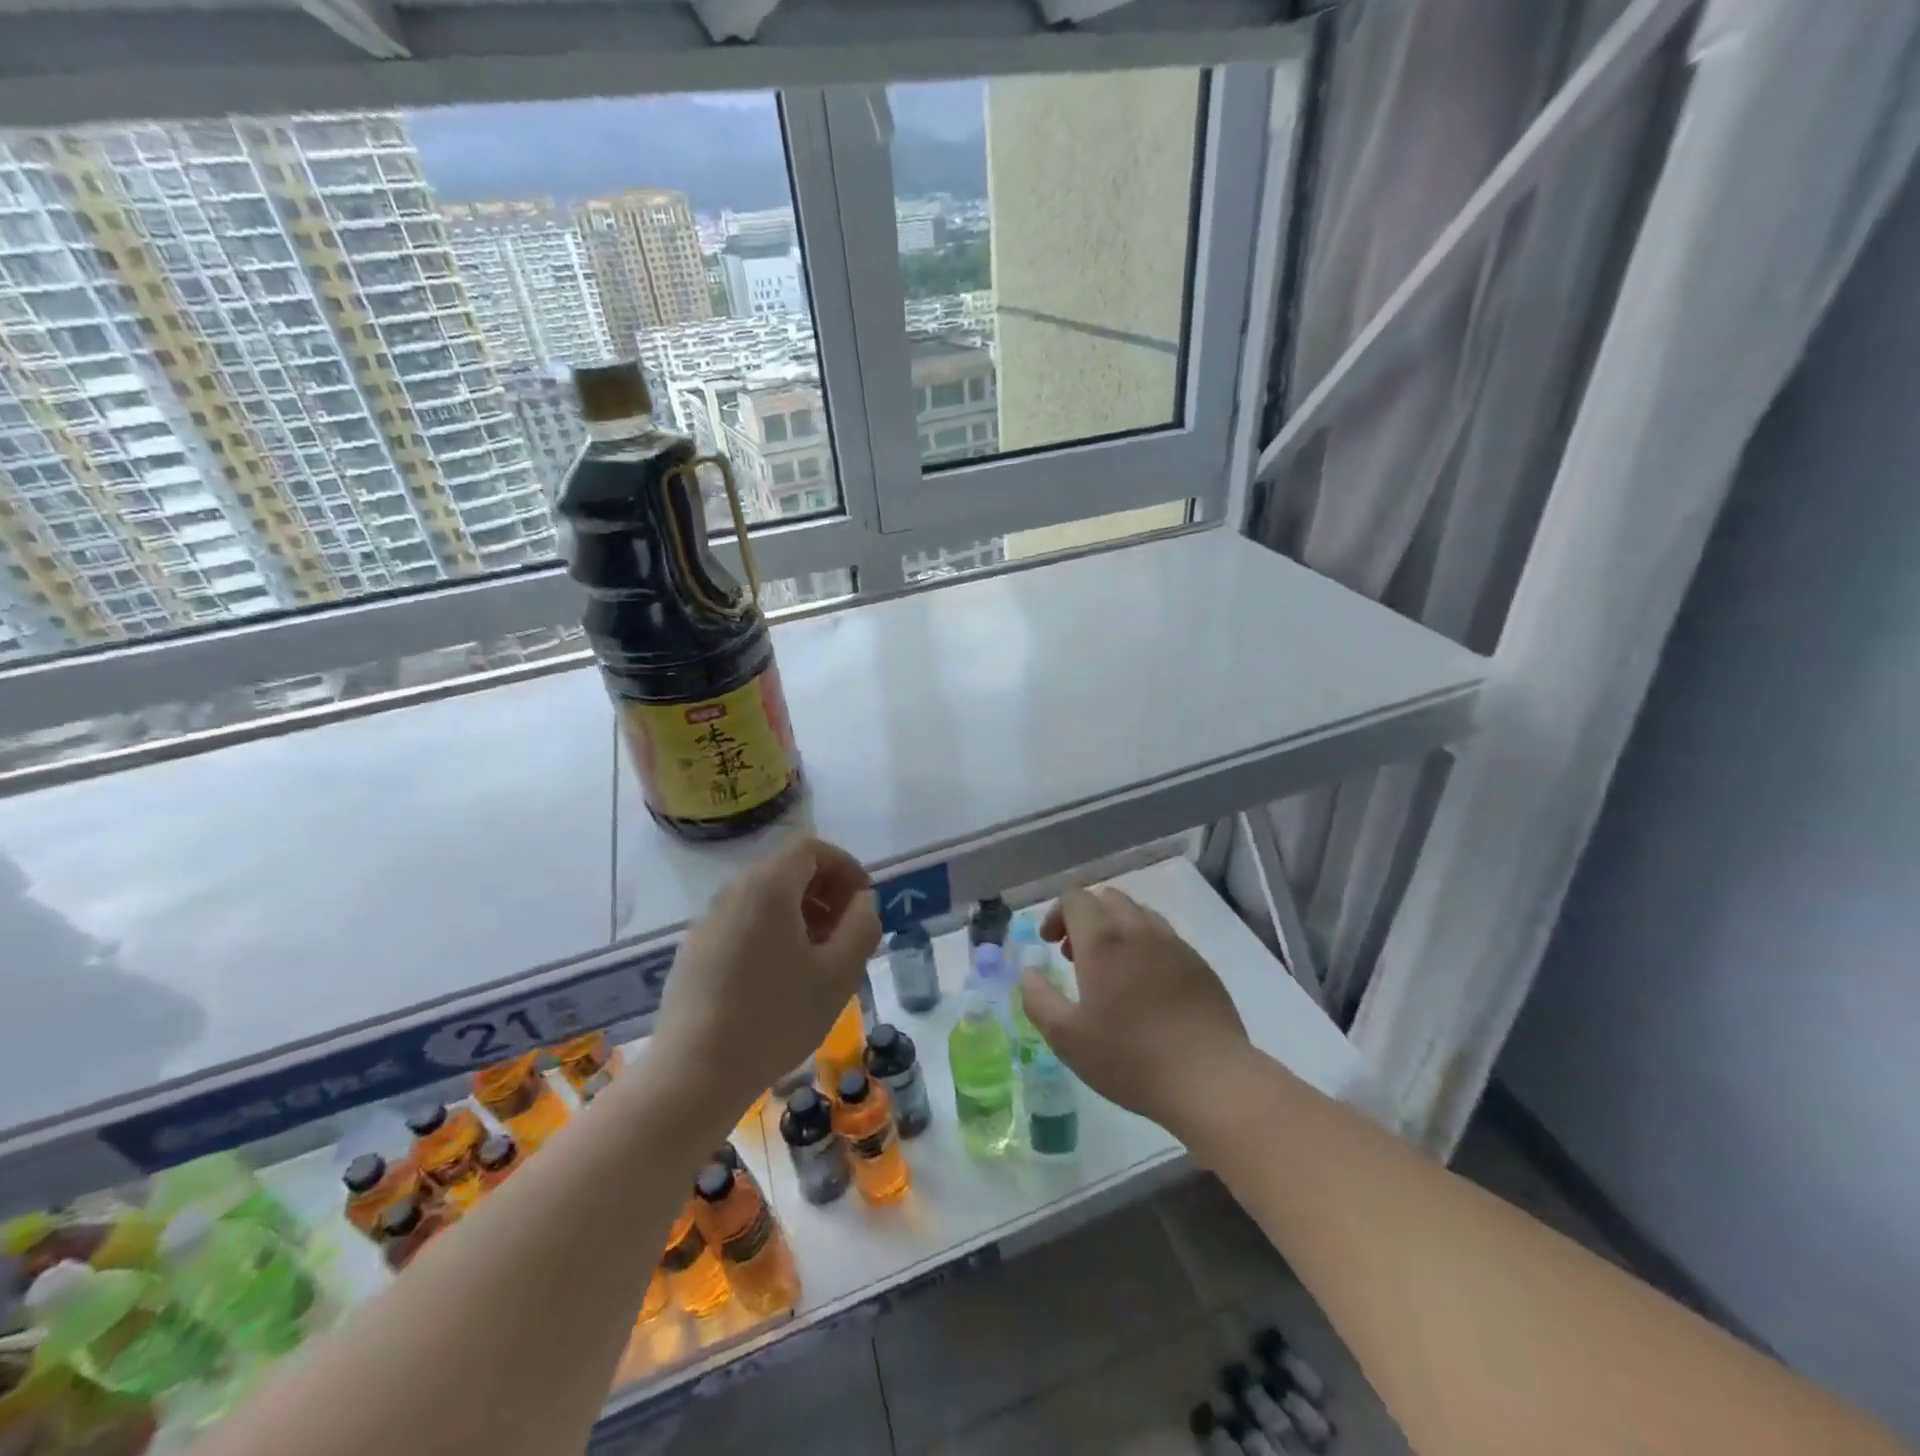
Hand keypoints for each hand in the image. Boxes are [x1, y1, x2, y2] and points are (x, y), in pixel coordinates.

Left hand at [651, 836, 880, 1119]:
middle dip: (825, 891)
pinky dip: (771, 932)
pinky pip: (742, 922)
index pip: (810, 848)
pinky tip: (781, 978)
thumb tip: (863, 901)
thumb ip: (862, 926)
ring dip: (800, 913)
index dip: (844, 866)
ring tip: (819, 957)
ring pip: (763, 898)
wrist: (694, 1074)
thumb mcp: (838, 974)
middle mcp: (733, 893)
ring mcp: (708, 922)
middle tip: (847, 931)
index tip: (864, 901)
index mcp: (768, 887)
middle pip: (786, 870)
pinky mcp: (694, 952)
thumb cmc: (776, 1018)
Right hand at [1020, 887, 1248, 1129]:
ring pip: (1138, 914)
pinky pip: (1164, 937)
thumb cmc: (1130, 1058)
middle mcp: (1139, 930)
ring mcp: (1174, 944)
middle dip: (1085, 917)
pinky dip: (1144, 946)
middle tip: (1074, 955)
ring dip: (1115, 928)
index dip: (1056, 914)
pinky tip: (1146, 987)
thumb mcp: (1067, 1037)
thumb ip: (1038, 999)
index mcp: (1103, 940)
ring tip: (1110, 969)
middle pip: (1107, 898)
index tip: (1049, 944)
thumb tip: (1028, 973)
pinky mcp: (1199, 964)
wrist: (1210, 1079)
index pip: (1075, 898)